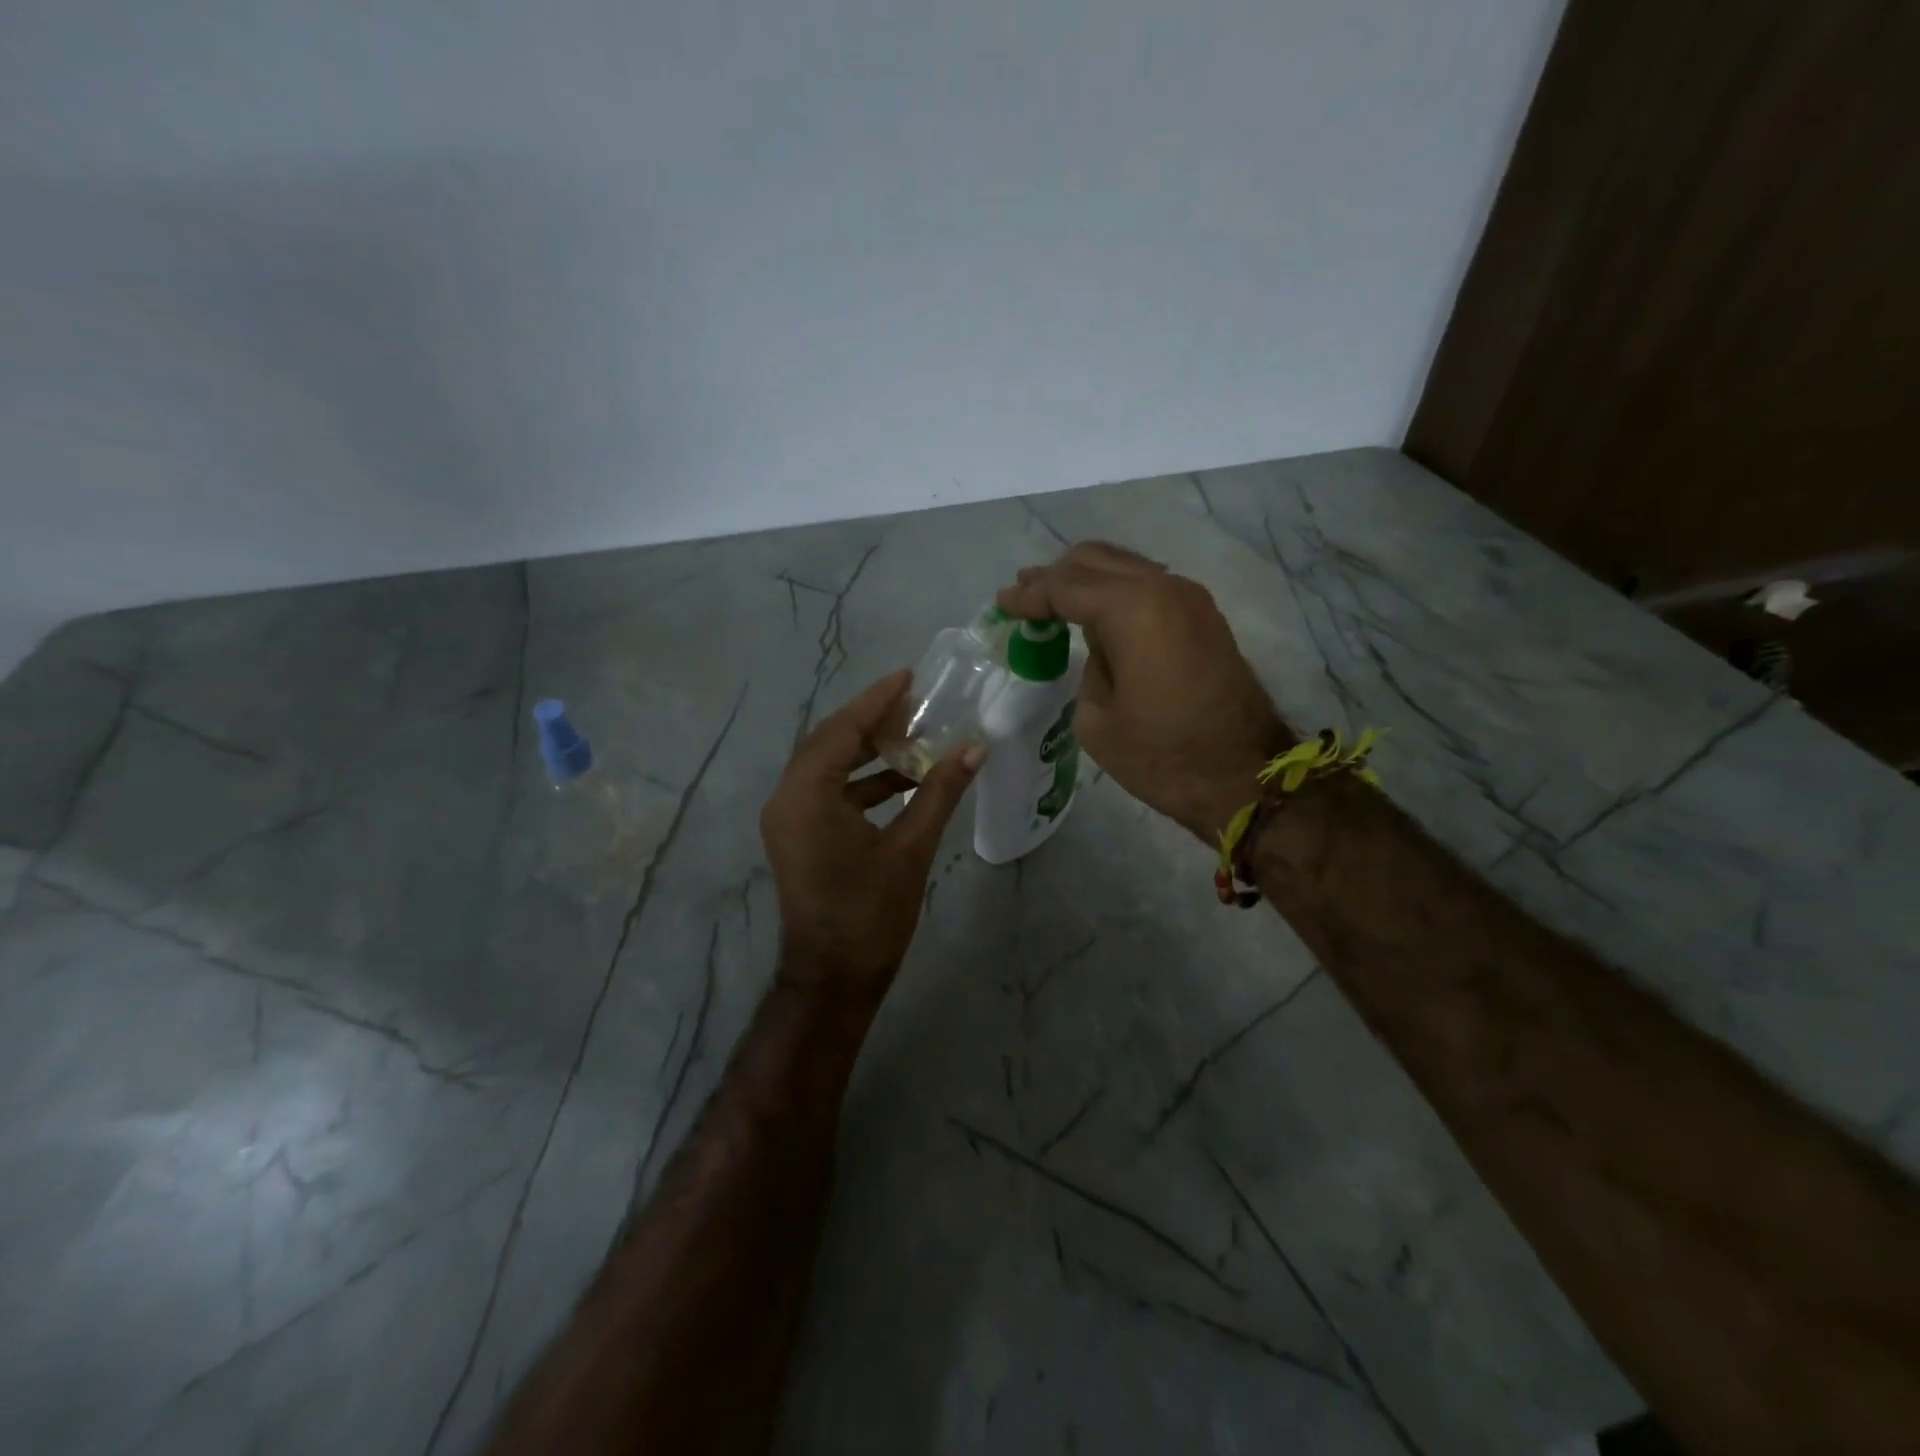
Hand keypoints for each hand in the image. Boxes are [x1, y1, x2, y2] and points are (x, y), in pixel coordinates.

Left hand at [760, 670, 983, 1007]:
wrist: (833, 980)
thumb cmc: (871, 915)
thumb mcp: (911, 849)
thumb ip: (940, 792)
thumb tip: (975, 748)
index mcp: (807, 796)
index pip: (842, 730)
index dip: (877, 701)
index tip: (909, 677)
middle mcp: (786, 798)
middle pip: (829, 741)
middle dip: (872, 721)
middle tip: (915, 704)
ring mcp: (786, 818)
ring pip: (826, 765)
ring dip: (867, 751)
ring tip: (914, 736)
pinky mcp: (795, 834)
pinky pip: (826, 790)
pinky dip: (860, 781)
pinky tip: (901, 780)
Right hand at [996, 542, 1288, 841]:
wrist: (1245, 778)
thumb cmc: (1163, 757)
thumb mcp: (1098, 720)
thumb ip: (1089, 667)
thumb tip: (1101, 647)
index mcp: (1133, 610)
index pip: (1066, 587)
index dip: (1029, 595)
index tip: (1002, 604)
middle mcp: (1164, 589)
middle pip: (1096, 560)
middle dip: (1055, 576)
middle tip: (1023, 593)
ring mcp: (1191, 599)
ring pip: (1126, 567)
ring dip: (1087, 580)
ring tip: (1054, 599)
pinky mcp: (1204, 617)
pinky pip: (1149, 587)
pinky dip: (1116, 592)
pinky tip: (1097, 614)